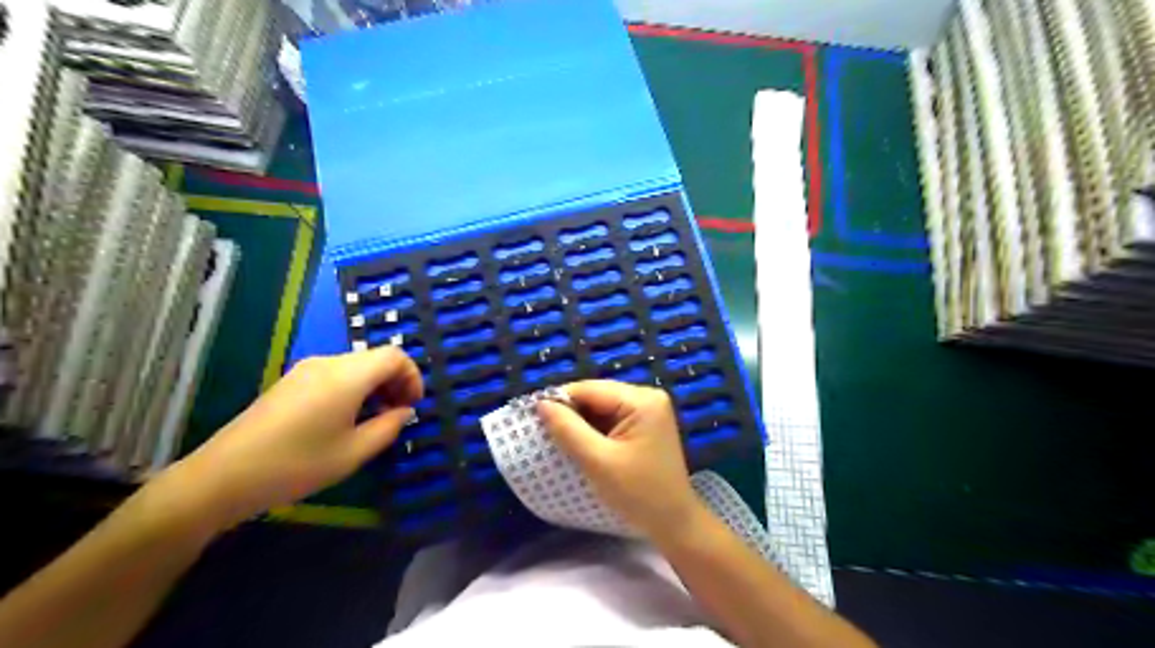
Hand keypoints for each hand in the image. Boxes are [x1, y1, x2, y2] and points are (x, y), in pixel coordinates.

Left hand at [158, 347, 420, 528]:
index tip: (413, 406)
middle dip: (395, 382)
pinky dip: (353, 389)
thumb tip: (404, 412)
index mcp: (347, 375)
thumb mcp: (354, 453)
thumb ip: (388, 427)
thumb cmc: (297, 464)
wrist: (222, 477)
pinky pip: (335, 375)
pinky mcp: (290, 383)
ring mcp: (305, 370)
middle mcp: (328, 363)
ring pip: (356, 366)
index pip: (395, 356)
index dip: (412, 377)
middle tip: (398, 416)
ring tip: (374, 421)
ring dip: (374, 387)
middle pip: (375, 358)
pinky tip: (345, 421)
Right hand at [533, 379, 704, 541]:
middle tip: (546, 433)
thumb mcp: (598, 461)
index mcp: (642, 400)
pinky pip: (611, 419)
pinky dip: (594, 430)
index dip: (561, 401)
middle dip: (571, 413)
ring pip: (601, 407)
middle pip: (596, 395)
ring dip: (581, 423)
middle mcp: (647, 397)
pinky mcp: (645, 425)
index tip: (534, 419)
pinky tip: (582, 445)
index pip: (591, 389)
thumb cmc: (638, 494)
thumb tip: (541, 403)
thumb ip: (568, 429)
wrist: (674, 523)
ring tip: (560, 441)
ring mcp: (648, 410)